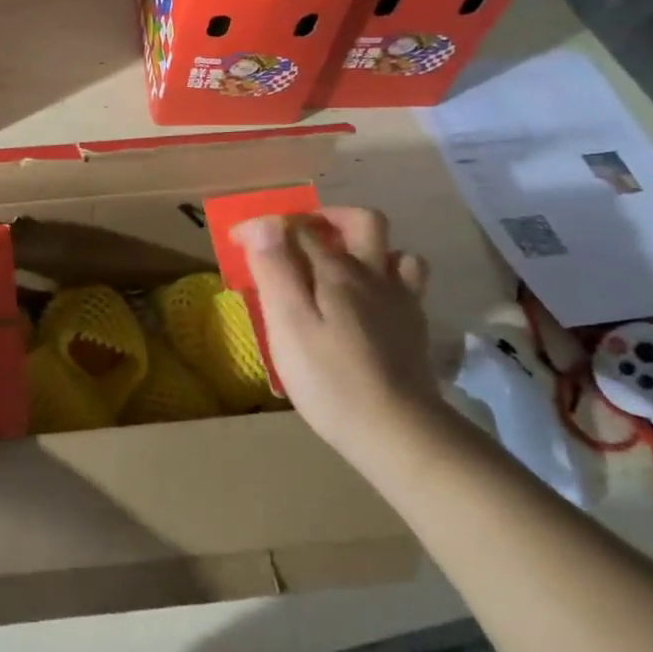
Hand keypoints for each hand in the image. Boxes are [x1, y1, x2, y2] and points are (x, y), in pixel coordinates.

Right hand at [232, 207, 440, 466]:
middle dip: (328, 218)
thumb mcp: (288, 324)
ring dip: (366, 247)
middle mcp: (373, 275)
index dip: (265, 226)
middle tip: (299, 236)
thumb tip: (263, 223)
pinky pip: (407, 285)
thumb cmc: (330, 379)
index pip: (299, 227)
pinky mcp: (414, 329)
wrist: (400, 433)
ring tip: (339, 265)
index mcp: (337, 271)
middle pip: (361, 221)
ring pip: (395, 251)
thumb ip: (275, 269)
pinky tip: (370, 301)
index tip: (239, 240)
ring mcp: (401, 301)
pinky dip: (386, 278)